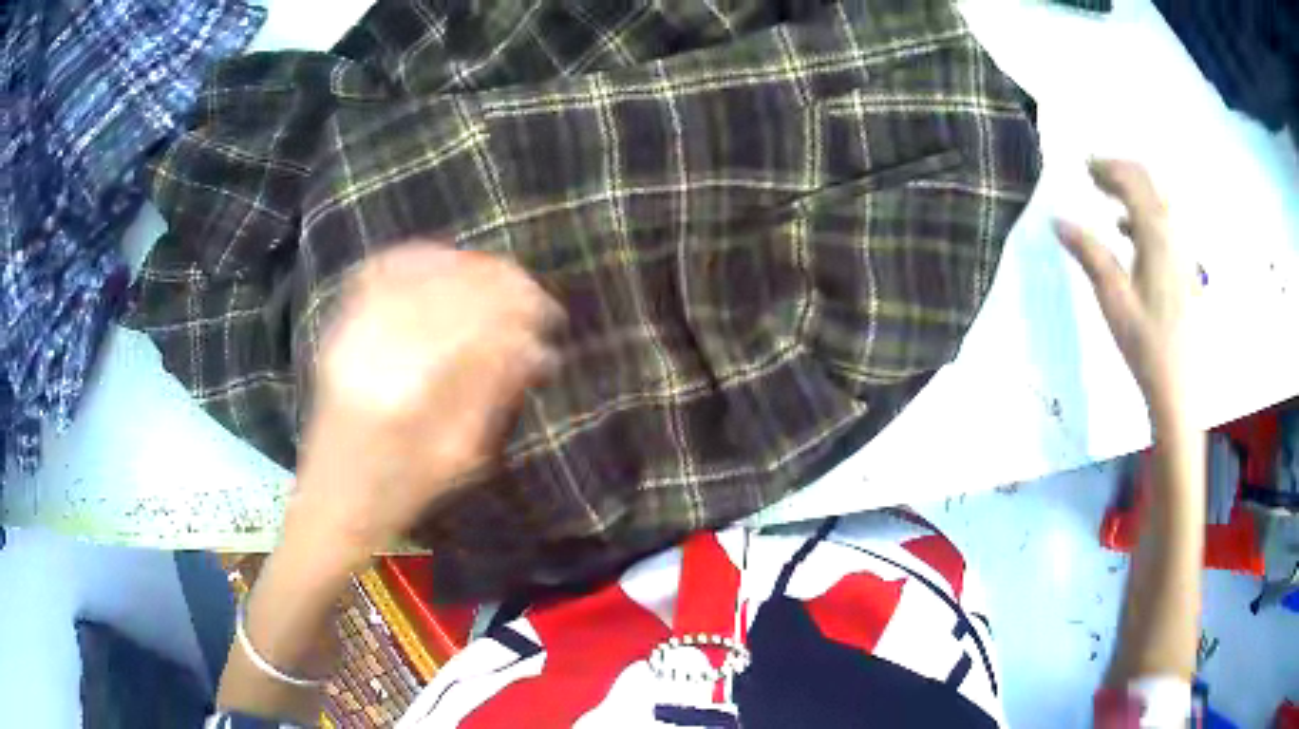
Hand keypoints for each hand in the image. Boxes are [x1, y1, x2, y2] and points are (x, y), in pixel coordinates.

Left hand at [287, 242, 563, 564]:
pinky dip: (419, 259)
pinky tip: (447, 265)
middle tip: (532, 297)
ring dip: (466, 268)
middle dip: (501, 283)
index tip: (549, 317)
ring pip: (416, 272)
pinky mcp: (338, 328)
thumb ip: (495, 395)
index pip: (474, 324)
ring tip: (498, 280)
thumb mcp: (459, 458)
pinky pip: (379, 271)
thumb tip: (536, 350)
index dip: (519, 309)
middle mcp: (374, 350)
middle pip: (447, 288)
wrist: (331, 501)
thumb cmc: (400, 495)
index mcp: (407, 393)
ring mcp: (349, 333)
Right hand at [1055, 160, 1192, 414]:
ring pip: (1159, 200)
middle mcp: (1173, 234)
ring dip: (1133, 190)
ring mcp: (1181, 251)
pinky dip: (1144, 214)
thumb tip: (1058, 221)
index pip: (1133, 182)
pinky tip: (1127, 232)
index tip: (1083, 167)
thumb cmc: (1146, 345)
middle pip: (1150, 183)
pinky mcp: (1183, 267)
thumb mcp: (1113, 300)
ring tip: (1107, 198)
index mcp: (1156, 236)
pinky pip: (1164, 223)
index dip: (1107, 167)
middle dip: (1121, 172)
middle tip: (1093, 176)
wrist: (1179, 386)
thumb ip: (1089, 254)